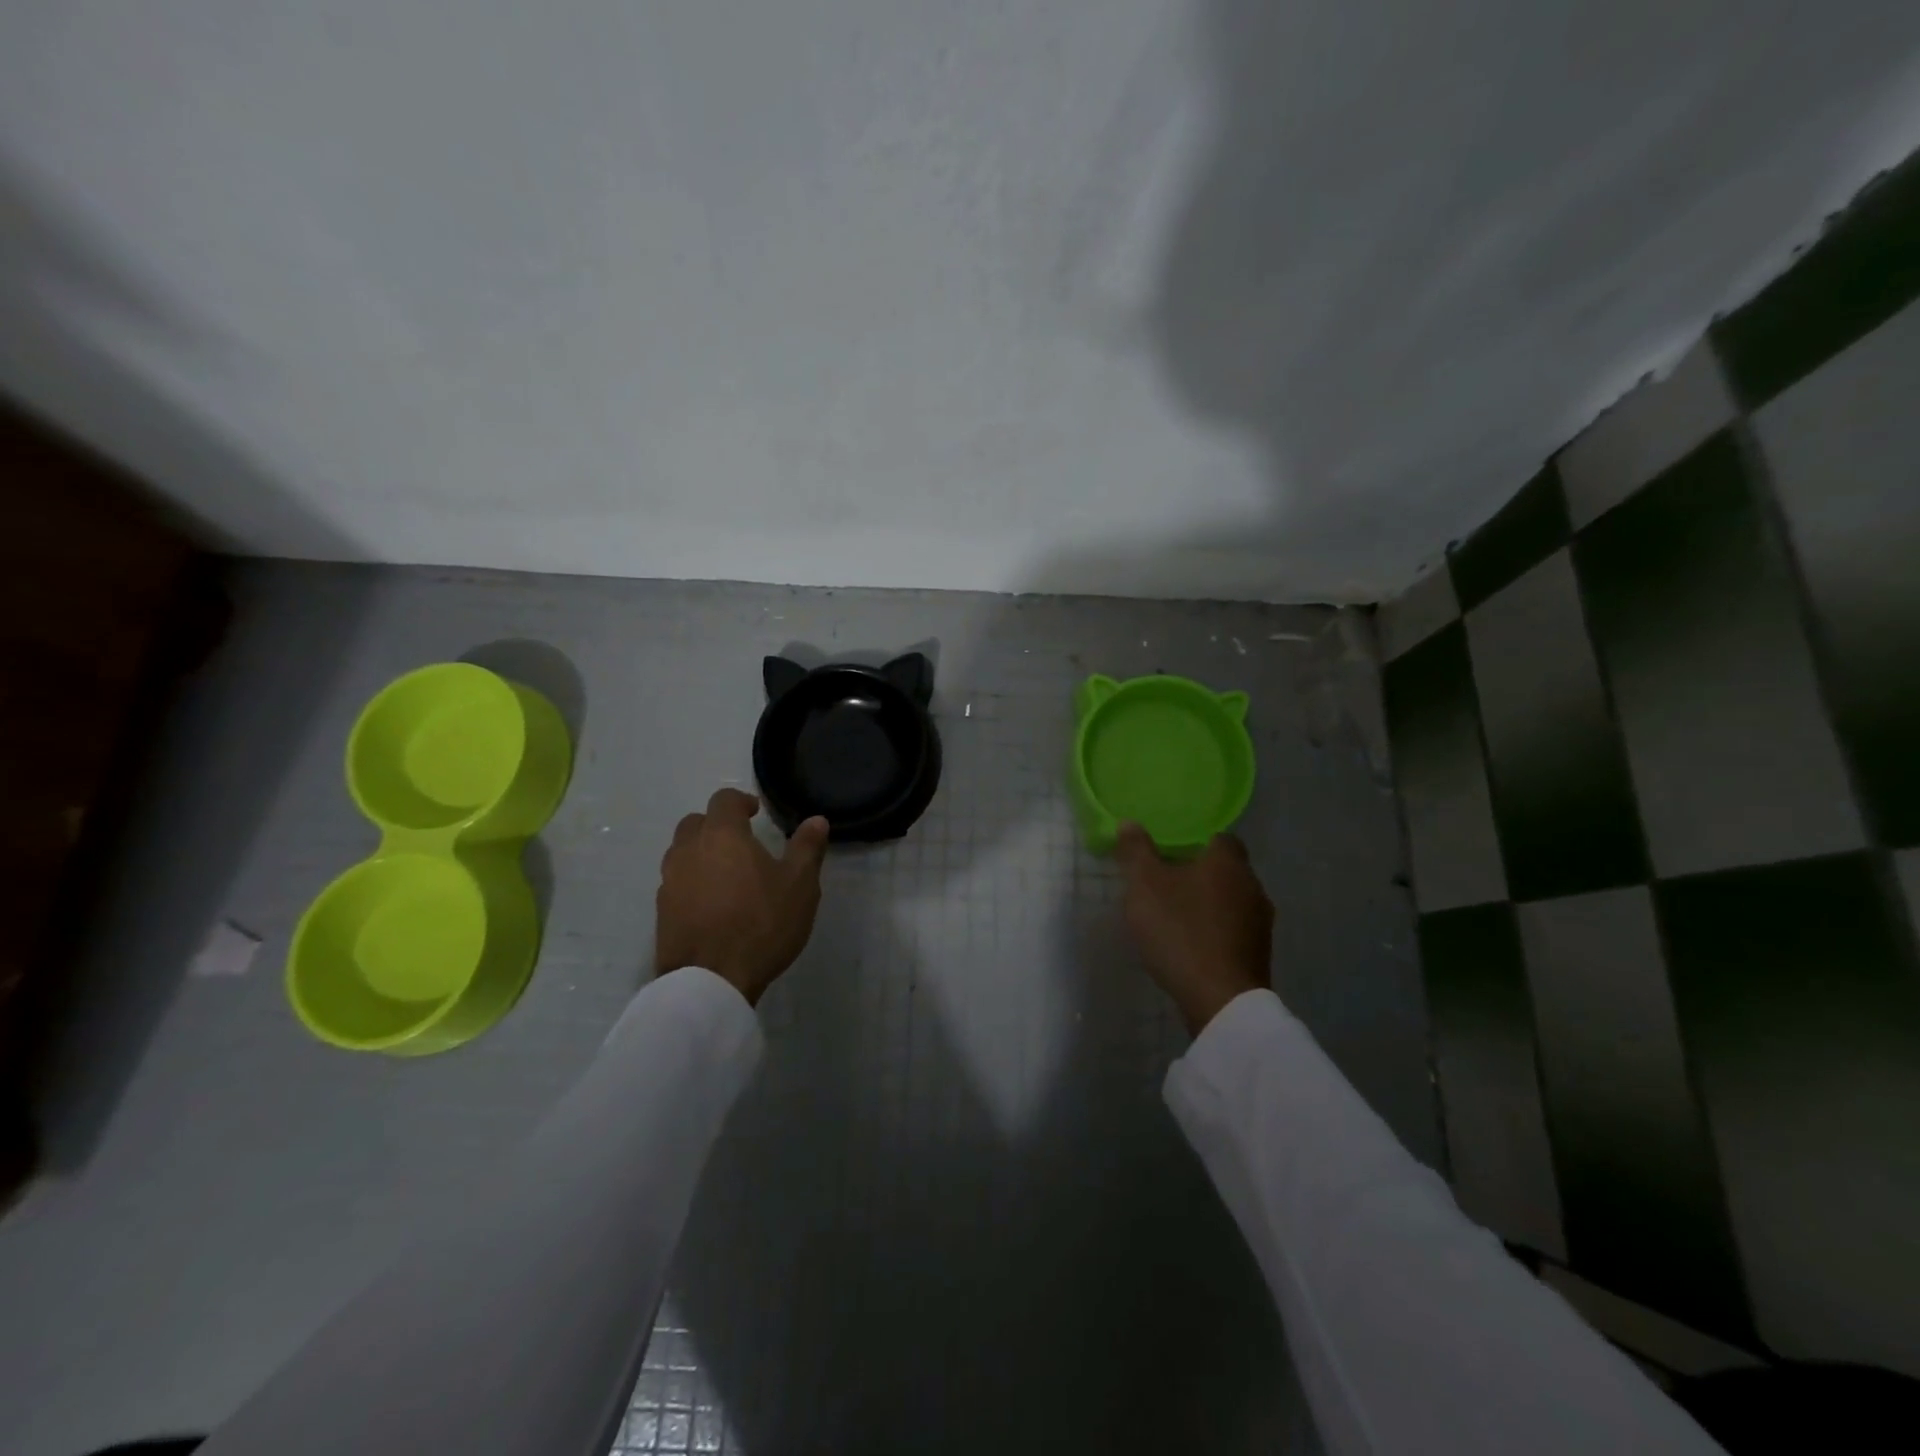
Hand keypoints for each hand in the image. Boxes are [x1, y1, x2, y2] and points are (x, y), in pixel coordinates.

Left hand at [655, 788, 830, 1006]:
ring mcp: (670, 882)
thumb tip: (816, 820)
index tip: (755, 813)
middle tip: (740, 841)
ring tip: (726, 873)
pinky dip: (692, 882)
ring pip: (681, 852)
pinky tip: (712, 903)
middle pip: (695, 822)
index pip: (723, 800)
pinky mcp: (662, 912)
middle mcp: (688, 850)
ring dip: (701, 853)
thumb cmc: (762, 923)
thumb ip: (807, 848)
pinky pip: (676, 883)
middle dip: (716, 824)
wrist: (711, 980)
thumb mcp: (799, 885)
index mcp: (722, 835)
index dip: (740, 801)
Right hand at [1115, 822, 1272, 1036]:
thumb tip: (1129, 823)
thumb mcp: (1144, 886)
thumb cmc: (1181, 930)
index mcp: (1228, 862)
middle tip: (1166, 883)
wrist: (1220, 999)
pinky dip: (1215, 931)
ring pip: (1231, 901)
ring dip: (1208, 905)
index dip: (1196, 841)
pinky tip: (1192, 944)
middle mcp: (1252, 886)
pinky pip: (1234, 930)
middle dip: (1199, 874)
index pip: (1220, 837)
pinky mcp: (1259, 954)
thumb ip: (1136, 852)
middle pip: (1225, 870)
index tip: (1170, 852)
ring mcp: (1261, 923)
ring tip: (1176, 916)